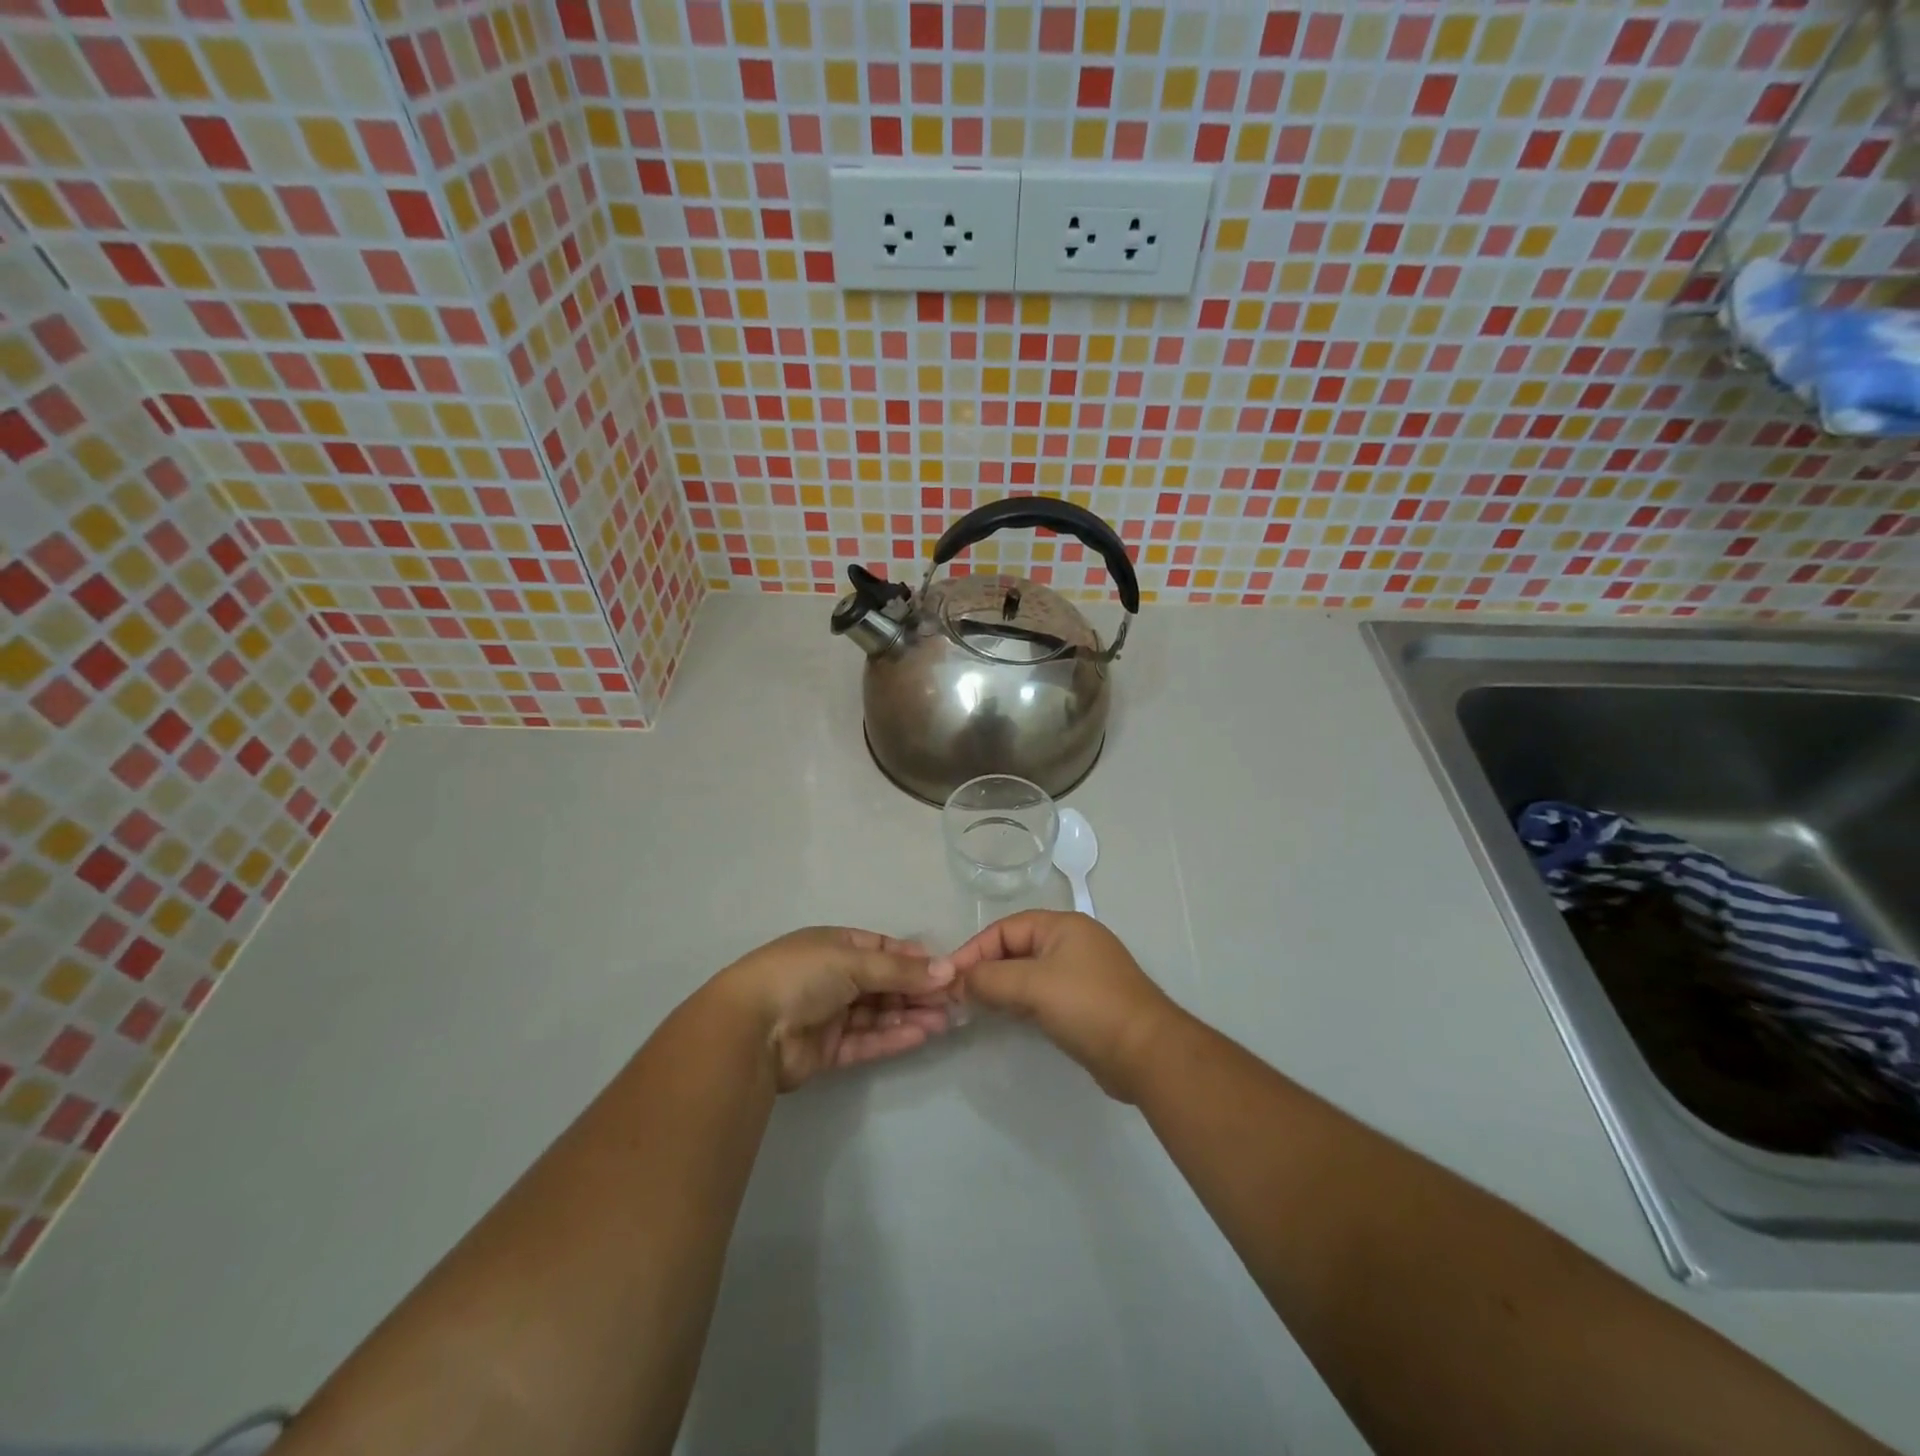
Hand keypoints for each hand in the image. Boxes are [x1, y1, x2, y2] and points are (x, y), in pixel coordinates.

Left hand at [717, 927, 958, 1090]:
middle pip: (884, 983)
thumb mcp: (853, 960)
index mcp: (834, 946)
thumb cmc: (801, 976)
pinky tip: (921, 1035)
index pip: (883, 948)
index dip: (914, 959)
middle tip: (954, 1001)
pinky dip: (892, 1038)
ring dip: (910, 1015)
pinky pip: (867, 1041)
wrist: (750, 1028)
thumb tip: (947, 970)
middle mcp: (833, 977)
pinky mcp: (828, 1049)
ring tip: (945, 1021)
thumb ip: (900, 970)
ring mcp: (830, 1014)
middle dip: (917, 991)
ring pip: (878, 1014)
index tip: (946, 970)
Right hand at [934, 911, 1185, 1101]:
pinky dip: (1018, 1002)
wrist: (1146, 1054)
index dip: (975, 949)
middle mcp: (1071, 943)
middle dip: (985, 969)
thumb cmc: (1088, 1006)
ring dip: (1000, 988)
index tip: (949, 977)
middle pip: (1015, 948)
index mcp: (1063, 926)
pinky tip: (1002, 1017)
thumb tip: (958, 981)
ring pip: (1027, 973)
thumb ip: (991, 979)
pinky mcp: (1082, 1004)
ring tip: (972, 1007)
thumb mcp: (1034, 986)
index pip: (1006, 928)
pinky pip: (1040, 994)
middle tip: (956, 995)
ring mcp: (1079, 974)